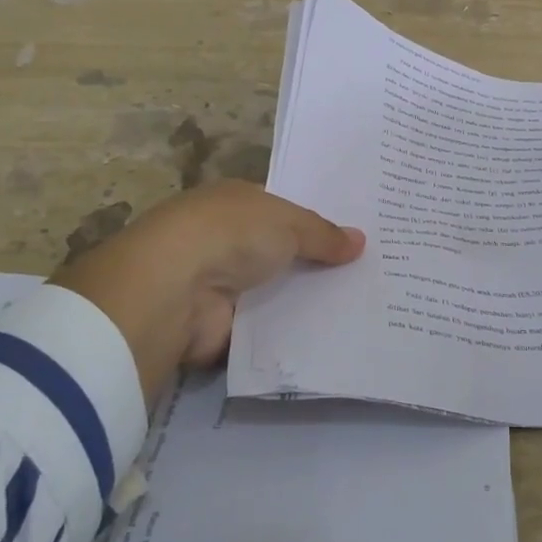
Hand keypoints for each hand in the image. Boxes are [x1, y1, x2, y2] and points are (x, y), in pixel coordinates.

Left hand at [50, 180, 364, 399]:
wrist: (174, 288)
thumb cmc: (231, 234)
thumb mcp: (288, 222)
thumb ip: (323, 234)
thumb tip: (360, 241)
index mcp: (235, 203)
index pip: (281, 211)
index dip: (315, 223)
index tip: (353, 238)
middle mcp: (224, 240)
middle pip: (279, 253)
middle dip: (315, 264)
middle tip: (367, 275)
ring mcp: (218, 284)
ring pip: (272, 292)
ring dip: (302, 301)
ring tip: (359, 310)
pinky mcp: (217, 326)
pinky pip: (263, 329)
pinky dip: (286, 334)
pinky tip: (328, 338)